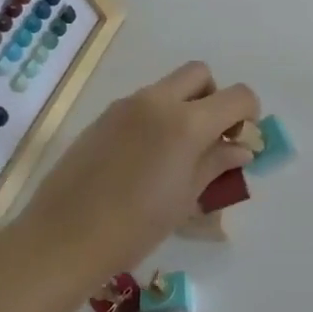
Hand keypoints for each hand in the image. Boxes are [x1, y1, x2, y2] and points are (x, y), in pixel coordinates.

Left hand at [18, 61, 258, 269]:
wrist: (63, 238)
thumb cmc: (135, 226)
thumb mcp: (186, 198)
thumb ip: (216, 163)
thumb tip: (240, 147)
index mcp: (187, 122)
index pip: (237, 95)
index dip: (249, 113)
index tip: (241, 139)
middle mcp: (159, 101)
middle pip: (200, 73)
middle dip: (213, 96)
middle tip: (209, 135)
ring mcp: (128, 104)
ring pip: (169, 86)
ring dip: (183, 106)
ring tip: (175, 154)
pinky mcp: (104, 116)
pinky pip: (143, 103)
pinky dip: (156, 117)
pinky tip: (143, 159)